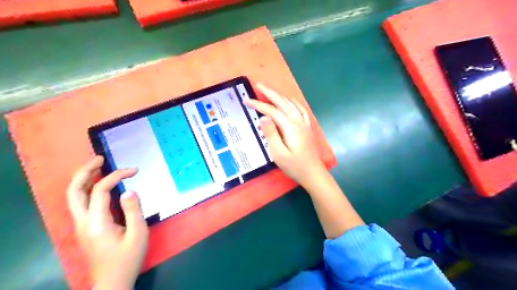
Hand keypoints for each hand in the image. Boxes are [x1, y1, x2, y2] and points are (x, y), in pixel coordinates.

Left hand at [66, 156, 147, 289]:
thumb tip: (129, 190)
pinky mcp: (86, 228)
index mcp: (96, 223)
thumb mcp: (138, 234)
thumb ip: (133, 210)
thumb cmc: (128, 258)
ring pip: (74, 196)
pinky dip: (88, 189)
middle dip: (85, 171)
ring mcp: (82, 225)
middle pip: (74, 191)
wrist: (112, 281)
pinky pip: (81, 203)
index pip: (100, 190)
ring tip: (98, 166)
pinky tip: (99, 185)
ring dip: (84, 179)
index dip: (116, 176)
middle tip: (99, 159)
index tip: (134, 170)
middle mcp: (83, 222)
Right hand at [246, 82, 325, 185]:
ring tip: (270, 92)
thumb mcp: (279, 153)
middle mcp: (298, 121)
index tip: (246, 101)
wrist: (313, 174)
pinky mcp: (307, 128)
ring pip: (291, 105)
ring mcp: (304, 124)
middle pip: (283, 103)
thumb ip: (271, 134)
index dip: (259, 105)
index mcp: (290, 127)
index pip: (272, 111)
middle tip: (258, 85)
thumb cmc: (294, 166)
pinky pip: (301, 110)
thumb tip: (263, 117)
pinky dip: (294, 103)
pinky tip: (291, 101)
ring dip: (280, 96)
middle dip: (270, 93)